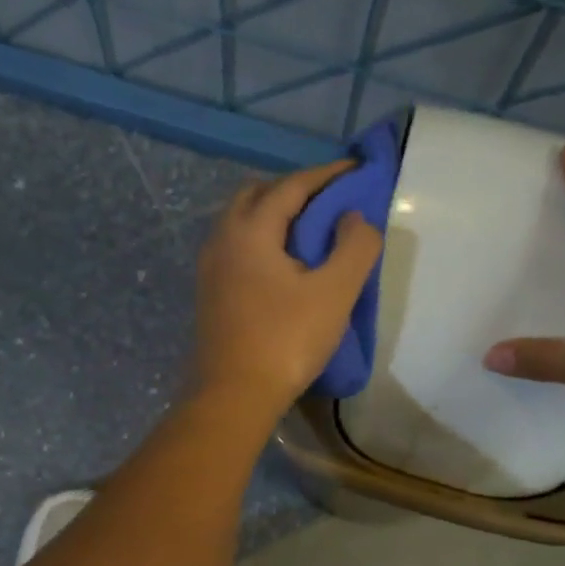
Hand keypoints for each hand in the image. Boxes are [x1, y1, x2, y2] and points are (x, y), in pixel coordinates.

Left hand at [192, 159, 382, 426]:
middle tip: (328, 200)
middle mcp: (222, 240)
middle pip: (257, 195)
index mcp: (250, 230)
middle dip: (294, 190)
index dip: (326, 175)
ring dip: (273, 215)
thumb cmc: (286, 341)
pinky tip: (281, 264)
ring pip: (241, 222)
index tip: (355, 169)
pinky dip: (261, 240)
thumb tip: (353, 217)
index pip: (291, 186)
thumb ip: (354, 246)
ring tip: (308, 232)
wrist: (234, 395)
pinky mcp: (209, 293)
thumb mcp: (335, 292)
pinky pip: (236, 248)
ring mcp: (210, 268)